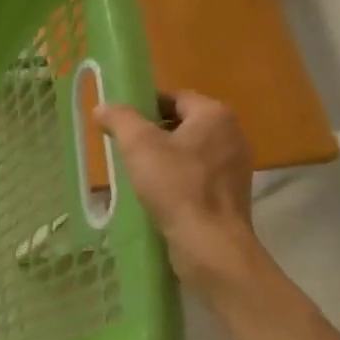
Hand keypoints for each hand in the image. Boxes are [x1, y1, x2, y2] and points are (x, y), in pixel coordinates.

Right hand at [94, 92, 268, 293]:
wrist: (209, 243)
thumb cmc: (176, 186)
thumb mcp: (139, 146)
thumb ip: (120, 119)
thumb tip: (103, 107)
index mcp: (215, 115)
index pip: (175, 97)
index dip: (145, 105)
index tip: (121, 122)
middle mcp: (232, 134)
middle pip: (184, 123)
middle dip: (153, 132)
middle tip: (124, 146)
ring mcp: (235, 166)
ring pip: (191, 150)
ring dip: (165, 156)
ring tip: (136, 171)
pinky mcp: (231, 193)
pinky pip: (198, 174)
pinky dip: (178, 177)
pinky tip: (157, 193)